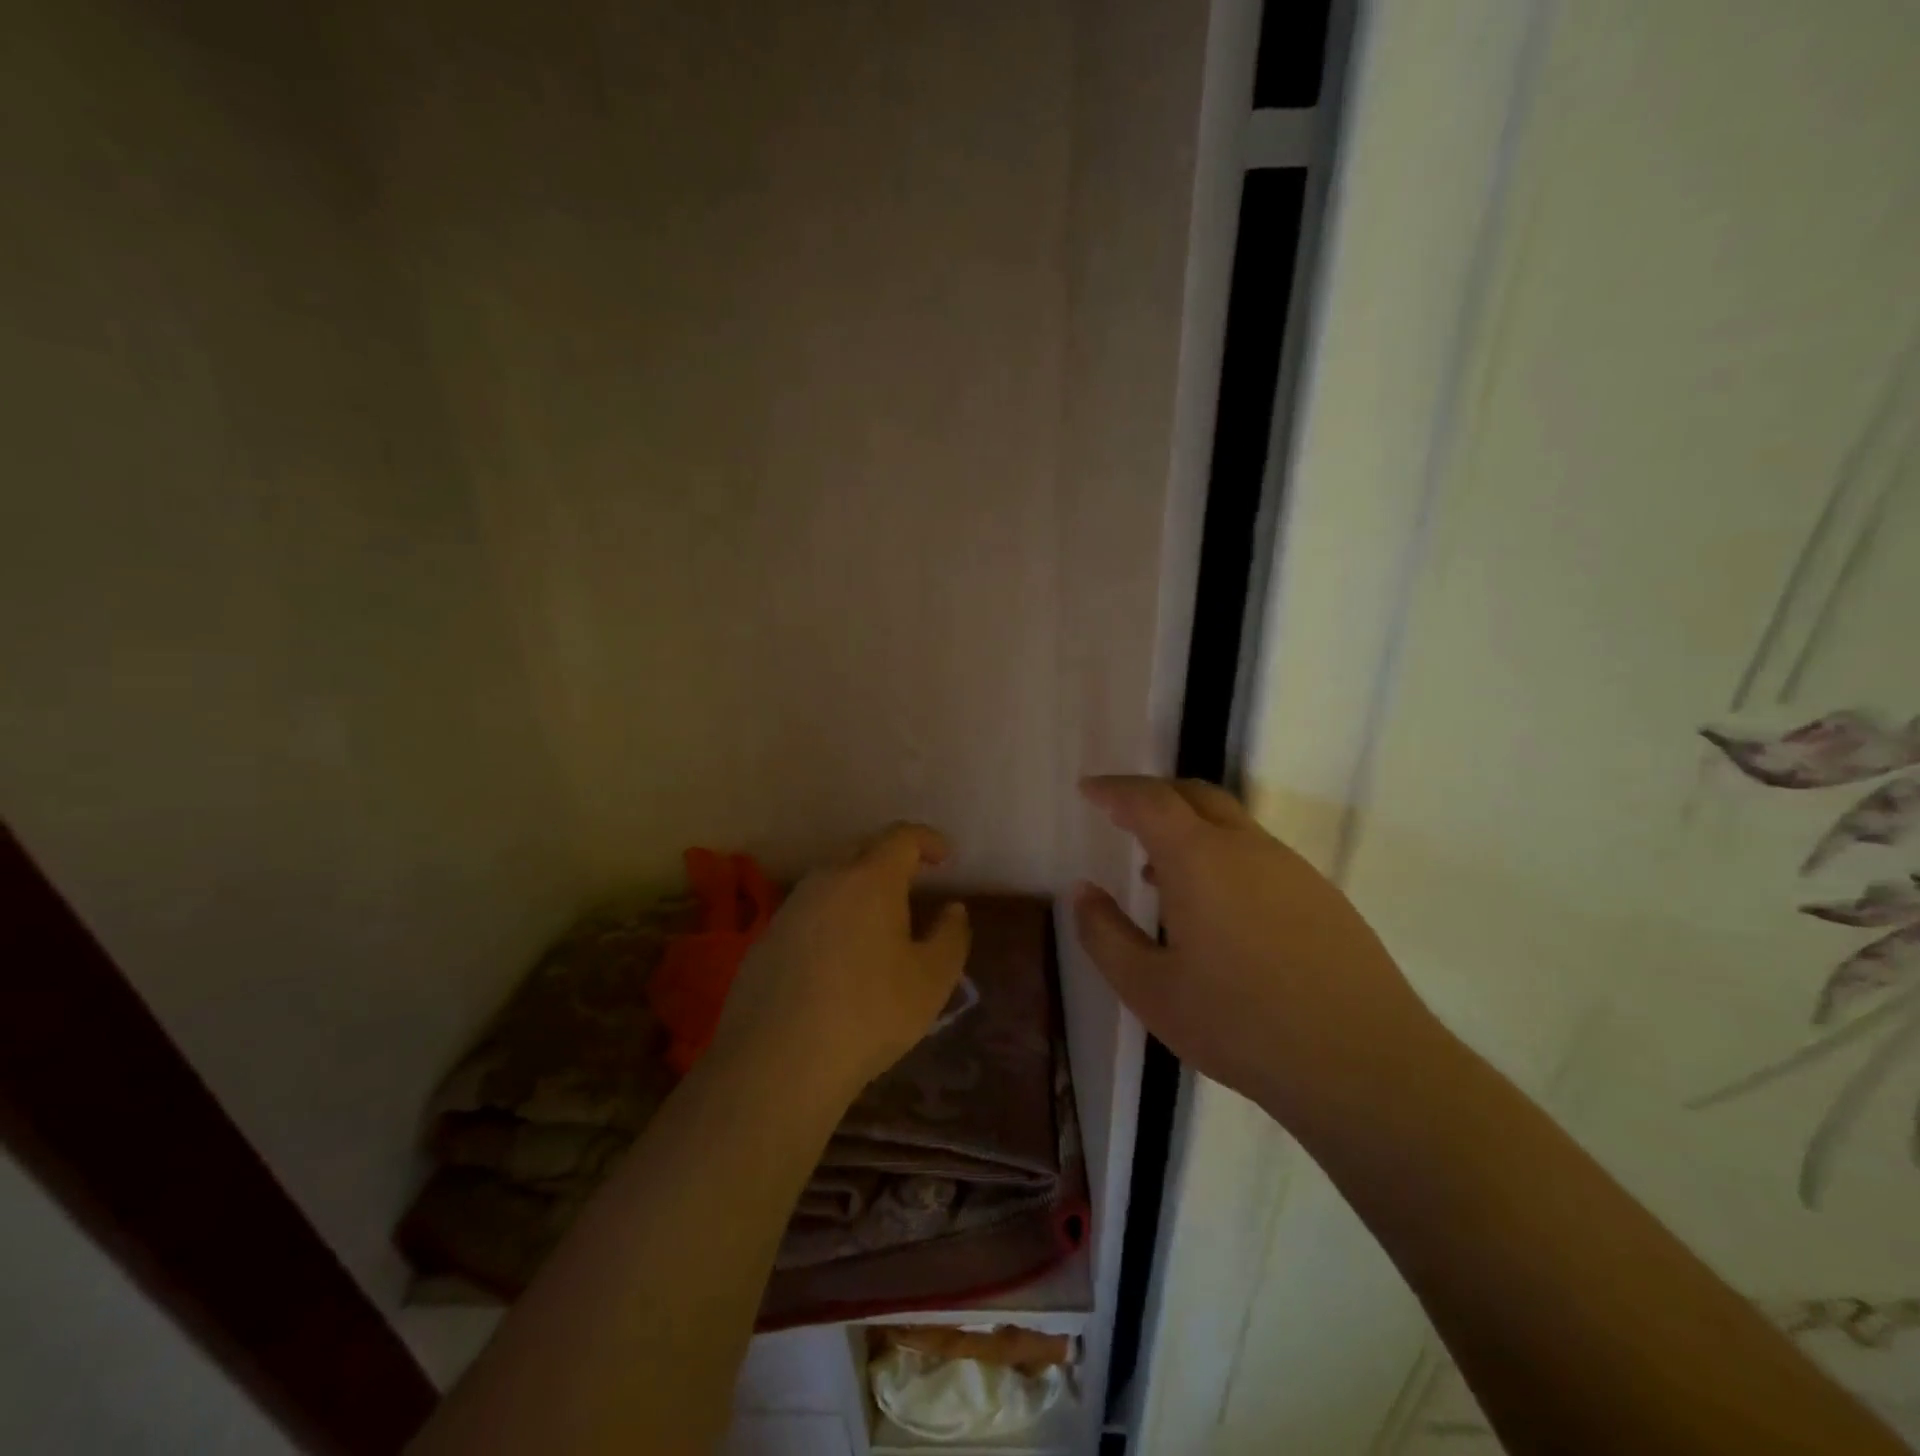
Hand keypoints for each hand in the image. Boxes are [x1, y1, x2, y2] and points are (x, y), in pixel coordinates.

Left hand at [713, 823, 970, 1099]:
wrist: (777, 1061)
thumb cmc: (869, 1014)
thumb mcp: (932, 981)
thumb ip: (951, 936)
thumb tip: (953, 909)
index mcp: (870, 879)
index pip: (902, 837)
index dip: (928, 840)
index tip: (946, 858)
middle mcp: (827, 879)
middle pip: (863, 850)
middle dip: (893, 859)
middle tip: (916, 882)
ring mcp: (791, 907)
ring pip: (833, 880)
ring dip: (860, 888)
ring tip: (880, 919)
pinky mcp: (766, 937)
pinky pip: (810, 910)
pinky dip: (833, 916)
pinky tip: (840, 954)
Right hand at [1072, 777, 1437, 1122]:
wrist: (1364, 1064)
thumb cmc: (1239, 1024)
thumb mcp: (1148, 988)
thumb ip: (1104, 934)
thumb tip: (1081, 891)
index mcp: (1199, 859)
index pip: (1149, 800)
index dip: (1114, 789)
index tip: (1089, 789)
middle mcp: (1247, 847)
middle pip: (1195, 795)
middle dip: (1153, 795)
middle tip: (1122, 816)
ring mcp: (1292, 869)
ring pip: (1231, 825)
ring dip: (1189, 830)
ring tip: (1160, 875)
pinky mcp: (1323, 897)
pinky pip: (1259, 855)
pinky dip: (1223, 857)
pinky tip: (1218, 912)